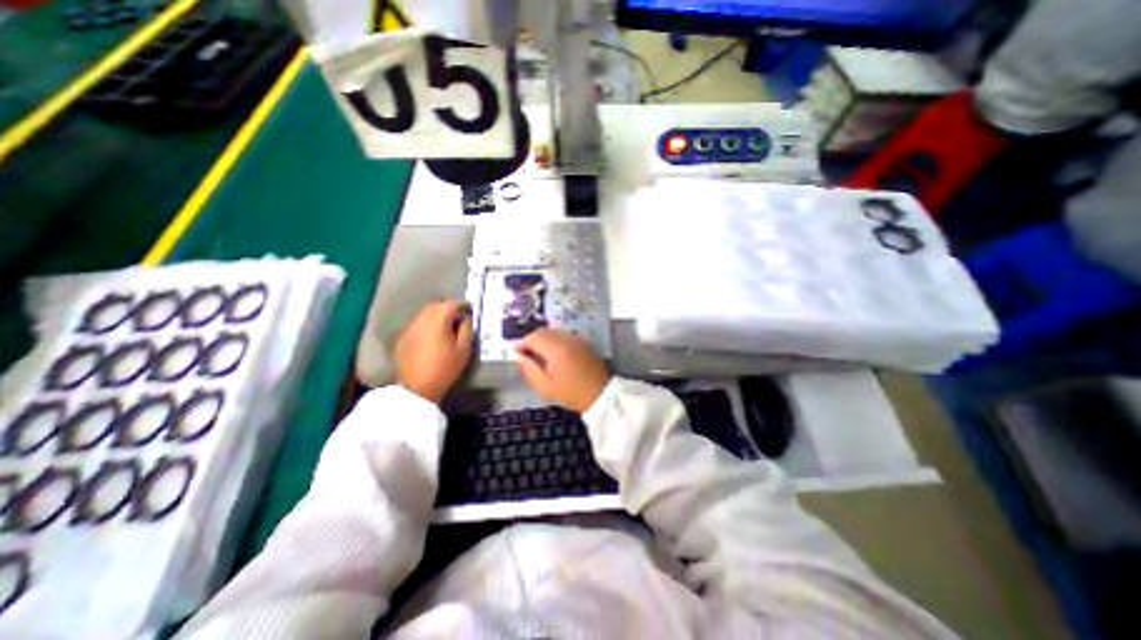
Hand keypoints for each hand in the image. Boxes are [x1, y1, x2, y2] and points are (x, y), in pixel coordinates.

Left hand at [399, 301, 471, 402]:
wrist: (417, 388)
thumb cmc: (445, 368)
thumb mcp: (464, 350)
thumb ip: (466, 329)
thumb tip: (465, 318)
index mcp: (438, 321)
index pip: (452, 304)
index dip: (463, 306)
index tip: (470, 311)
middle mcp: (421, 319)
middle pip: (436, 305)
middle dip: (448, 308)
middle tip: (459, 317)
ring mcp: (409, 328)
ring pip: (425, 314)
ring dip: (436, 315)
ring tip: (446, 326)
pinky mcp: (403, 338)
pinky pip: (417, 324)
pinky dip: (426, 325)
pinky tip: (431, 336)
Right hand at [514, 328, 609, 411]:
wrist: (602, 394)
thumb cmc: (572, 393)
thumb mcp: (545, 386)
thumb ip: (529, 369)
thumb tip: (519, 357)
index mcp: (556, 348)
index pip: (534, 337)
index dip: (522, 343)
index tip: (516, 352)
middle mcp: (567, 339)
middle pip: (544, 331)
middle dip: (532, 339)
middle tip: (525, 353)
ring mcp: (577, 339)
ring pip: (554, 332)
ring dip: (543, 339)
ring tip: (538, 354)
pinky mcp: (584, 343)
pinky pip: (564, 336)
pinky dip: (555, 341)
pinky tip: (553, 354)